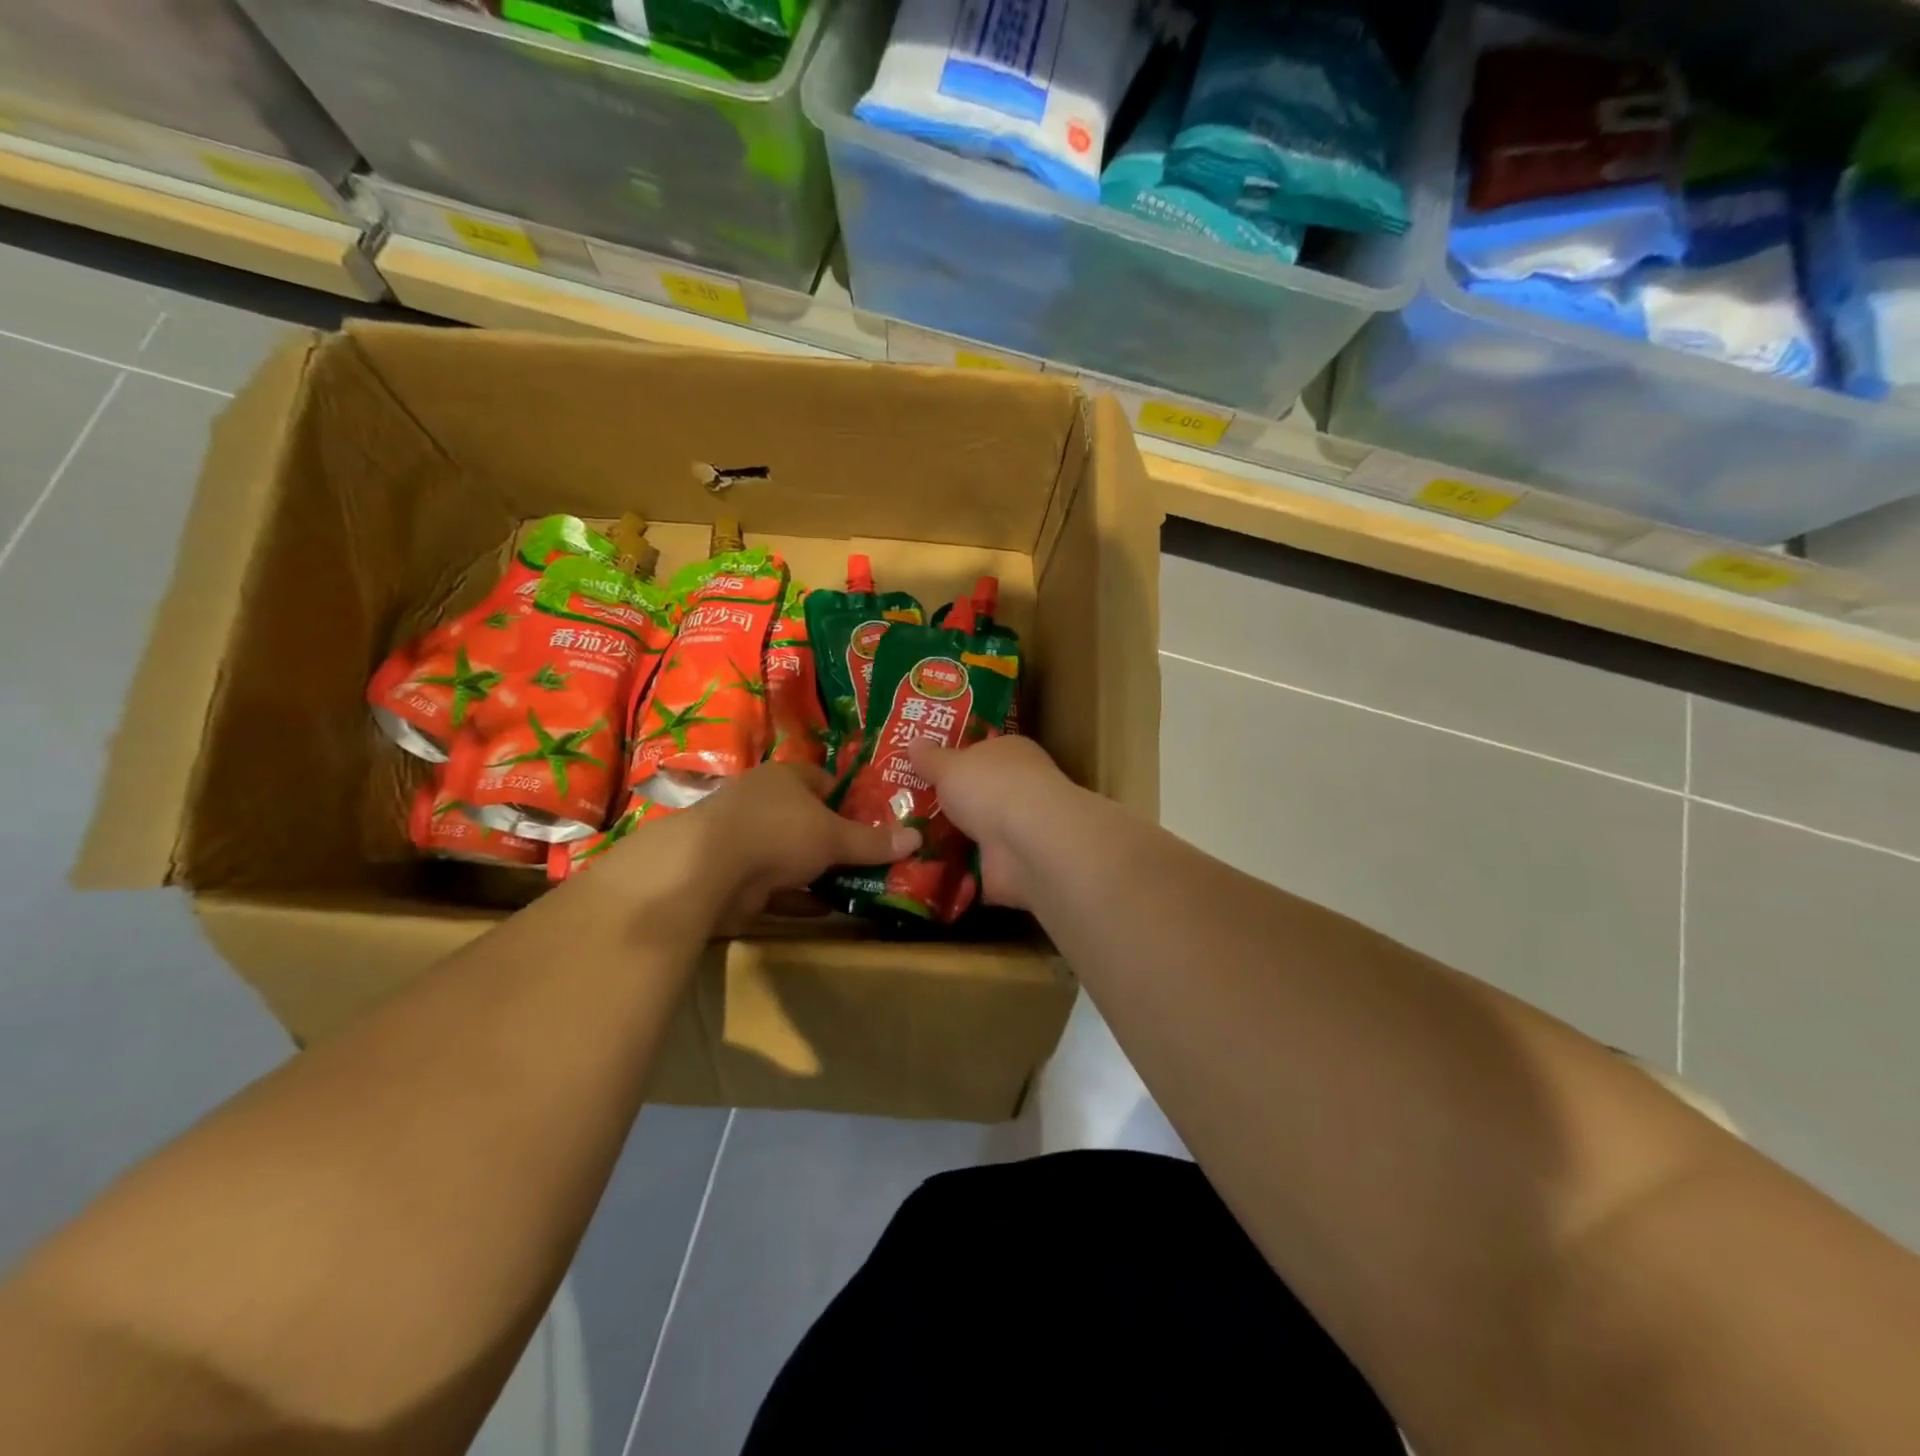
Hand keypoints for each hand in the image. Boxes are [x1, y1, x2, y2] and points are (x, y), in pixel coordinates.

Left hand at [675, 764, 918, 924]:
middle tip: (869, 858)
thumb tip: (917, 837)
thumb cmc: (779, 832)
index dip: (849, 799)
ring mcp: (744, 840)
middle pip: (808, 820)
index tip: (874, 822)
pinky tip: (826, 911)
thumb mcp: (834, 836)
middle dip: (836, 840)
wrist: (706, 869)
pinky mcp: (734, 876)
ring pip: (791, 856)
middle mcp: (763, 803)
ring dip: (817, 872)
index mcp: (785, 778)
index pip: (824, 781)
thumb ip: (873, 841)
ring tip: (856, 887)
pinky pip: (776, 888)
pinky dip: (798, 898)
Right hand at [906, 736, 1076, 909]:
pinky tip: (920, 870)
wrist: (1027, 844)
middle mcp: (1018, 789)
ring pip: (975, 832)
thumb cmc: (991, 787)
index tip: (920, 769)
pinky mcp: (1009, 868)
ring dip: (948, 839)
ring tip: (902, 841)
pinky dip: (953, 871)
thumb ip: (931, 758)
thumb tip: (914, 742)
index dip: (953, 759)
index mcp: (1011, 753)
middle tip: (900, 808)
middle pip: (976, 794)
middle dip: (947, 803)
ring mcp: (1016, 831)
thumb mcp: (950, 765)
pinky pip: (973, 868)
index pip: (981, 752)